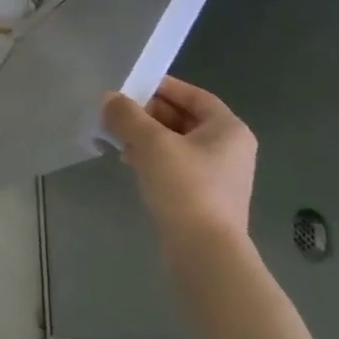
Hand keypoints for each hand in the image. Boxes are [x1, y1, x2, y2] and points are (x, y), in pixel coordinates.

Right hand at [102, 76, 256, 255]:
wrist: (204, 251)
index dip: (161, 87)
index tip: (129, 86)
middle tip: (116, 113)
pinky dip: (153, 158)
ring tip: (116, 138)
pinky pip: (176, 165)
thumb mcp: (151, 144)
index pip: (193, 95)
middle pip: (184, 118)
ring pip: (177, 143)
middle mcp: (229, 148)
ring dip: (146, 137)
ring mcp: (219, 174)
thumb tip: (109, 98)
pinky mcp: (204, 196)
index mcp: (228, 129)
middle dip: (148, 114)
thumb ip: (127, 116)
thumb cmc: (185, 187)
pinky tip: (130, 163)